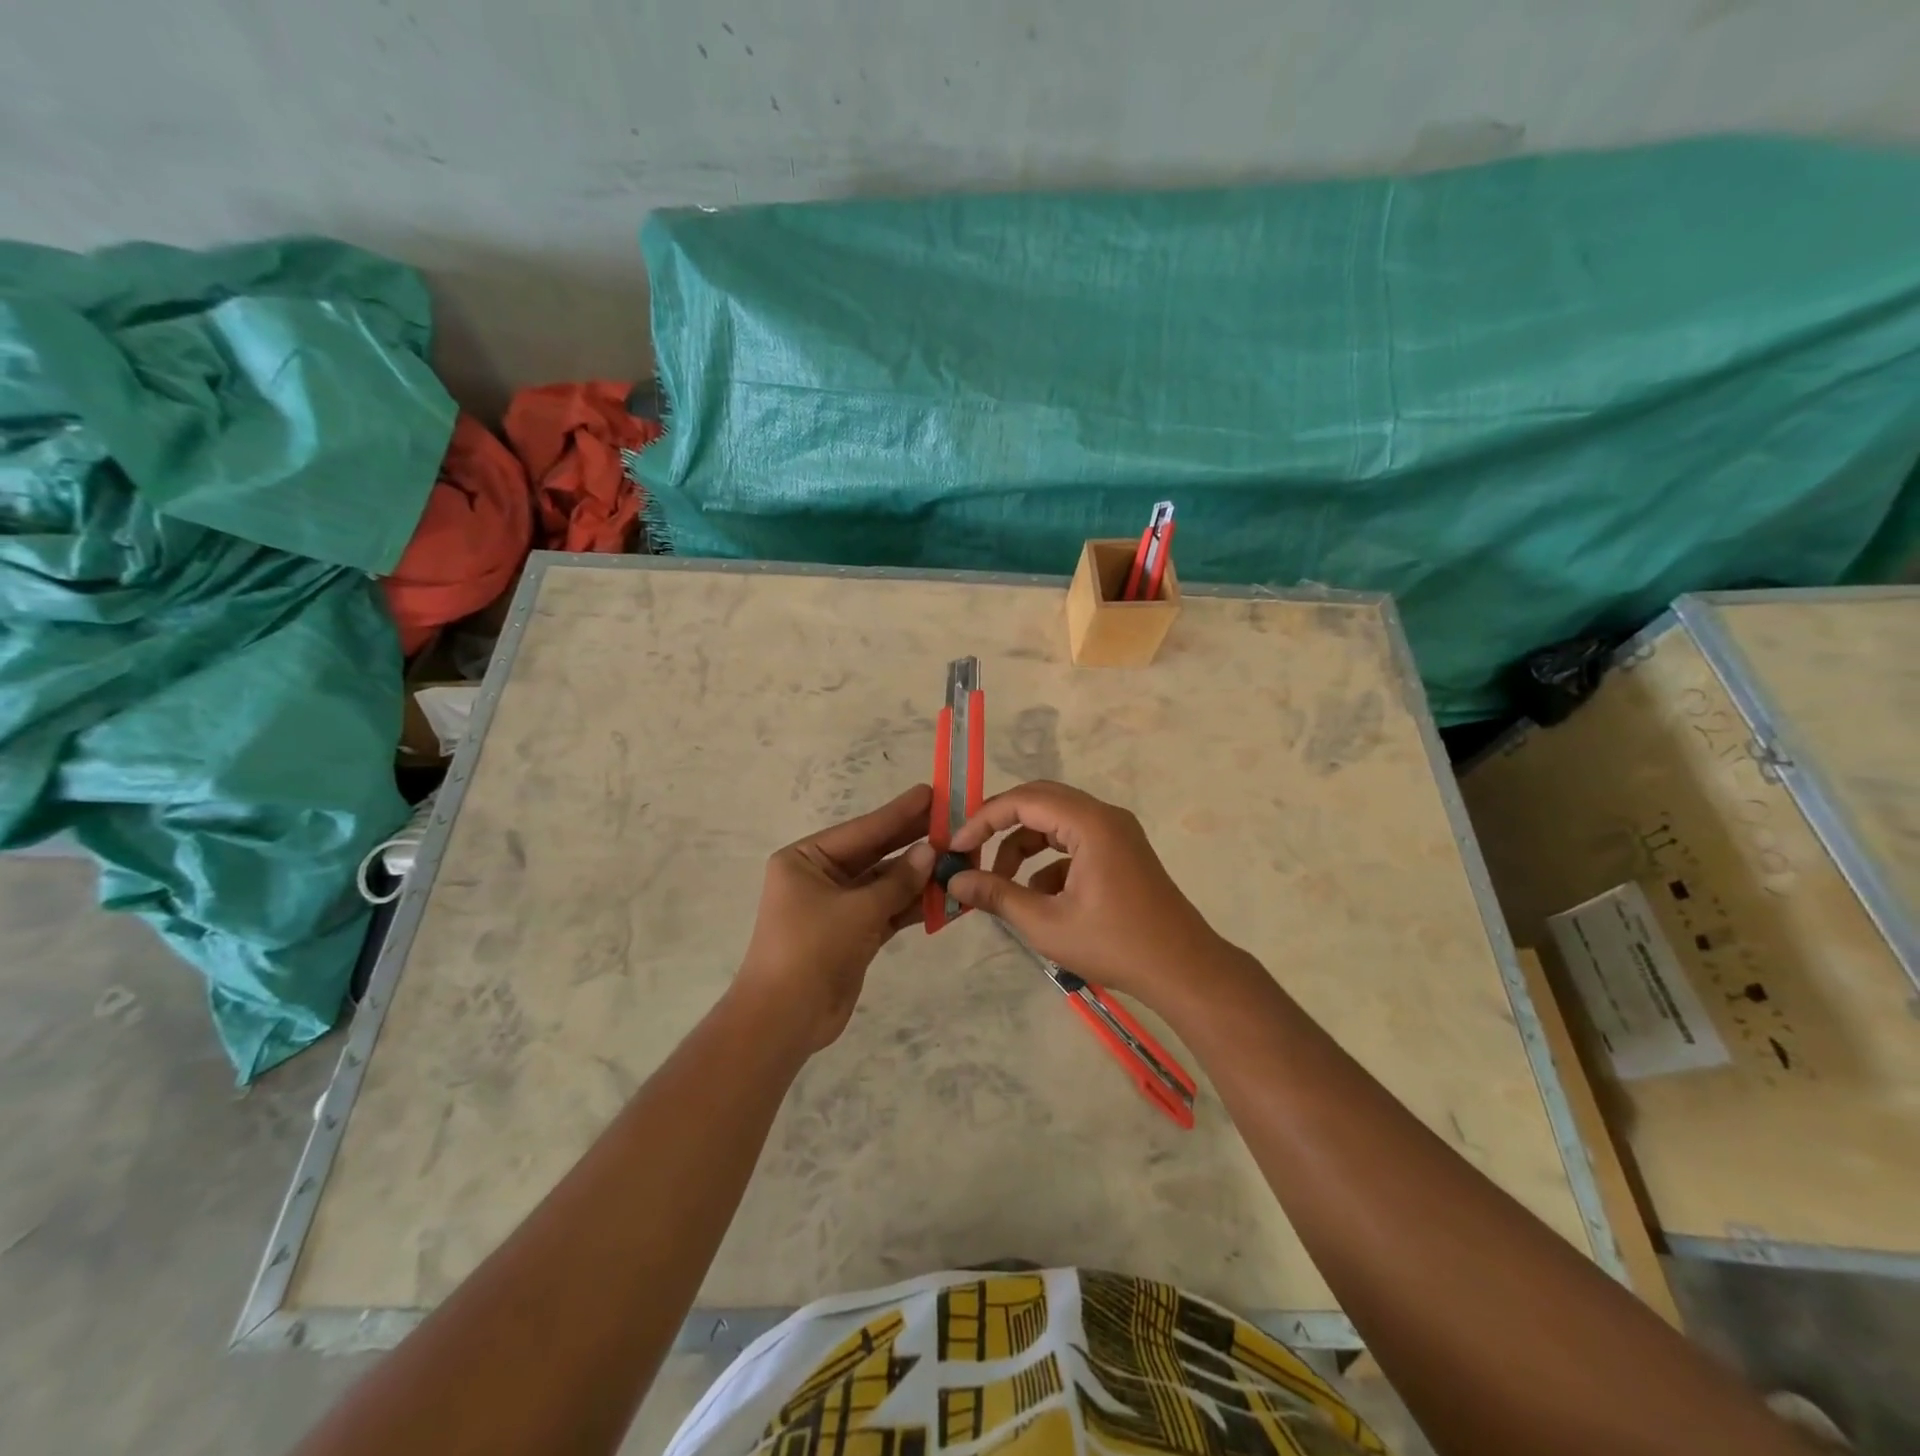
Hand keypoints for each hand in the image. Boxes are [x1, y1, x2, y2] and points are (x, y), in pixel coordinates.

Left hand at [735, 784, 935, 1052]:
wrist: (784, 1020)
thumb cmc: (811, 949)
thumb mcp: (857, 910)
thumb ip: (898, 880)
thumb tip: (931, 850)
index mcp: (806, 859)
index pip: (862, 830)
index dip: (899, 812)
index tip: (931, 793)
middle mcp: (820, 877)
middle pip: (876, 853)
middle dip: (914, 841)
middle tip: (953, 821)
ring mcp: (838, 907)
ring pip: (886, 883)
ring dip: (920, 876)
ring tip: (960, 858)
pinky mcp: (853, 934)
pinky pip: (889, 910)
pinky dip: (914, 905)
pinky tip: (948, 895)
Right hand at [947, 781, 1231, 1007]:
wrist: (1183, 970)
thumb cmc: (1115, 945)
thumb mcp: (1046, 924)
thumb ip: (998, 896)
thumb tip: (956, 879)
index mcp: (1089, 823)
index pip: (1023, 801)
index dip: (984, 819)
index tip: (957, 847)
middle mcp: (1104, 816)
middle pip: (1039, 802)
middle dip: (1001, 827)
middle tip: (972, 853)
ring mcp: (1116, 832)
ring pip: (1055, 823)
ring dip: (1024, 847)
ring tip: (1002, 886)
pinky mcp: (1121, 852)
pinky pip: (1074, 841)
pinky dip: (1049, 862)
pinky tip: (1039, 900)